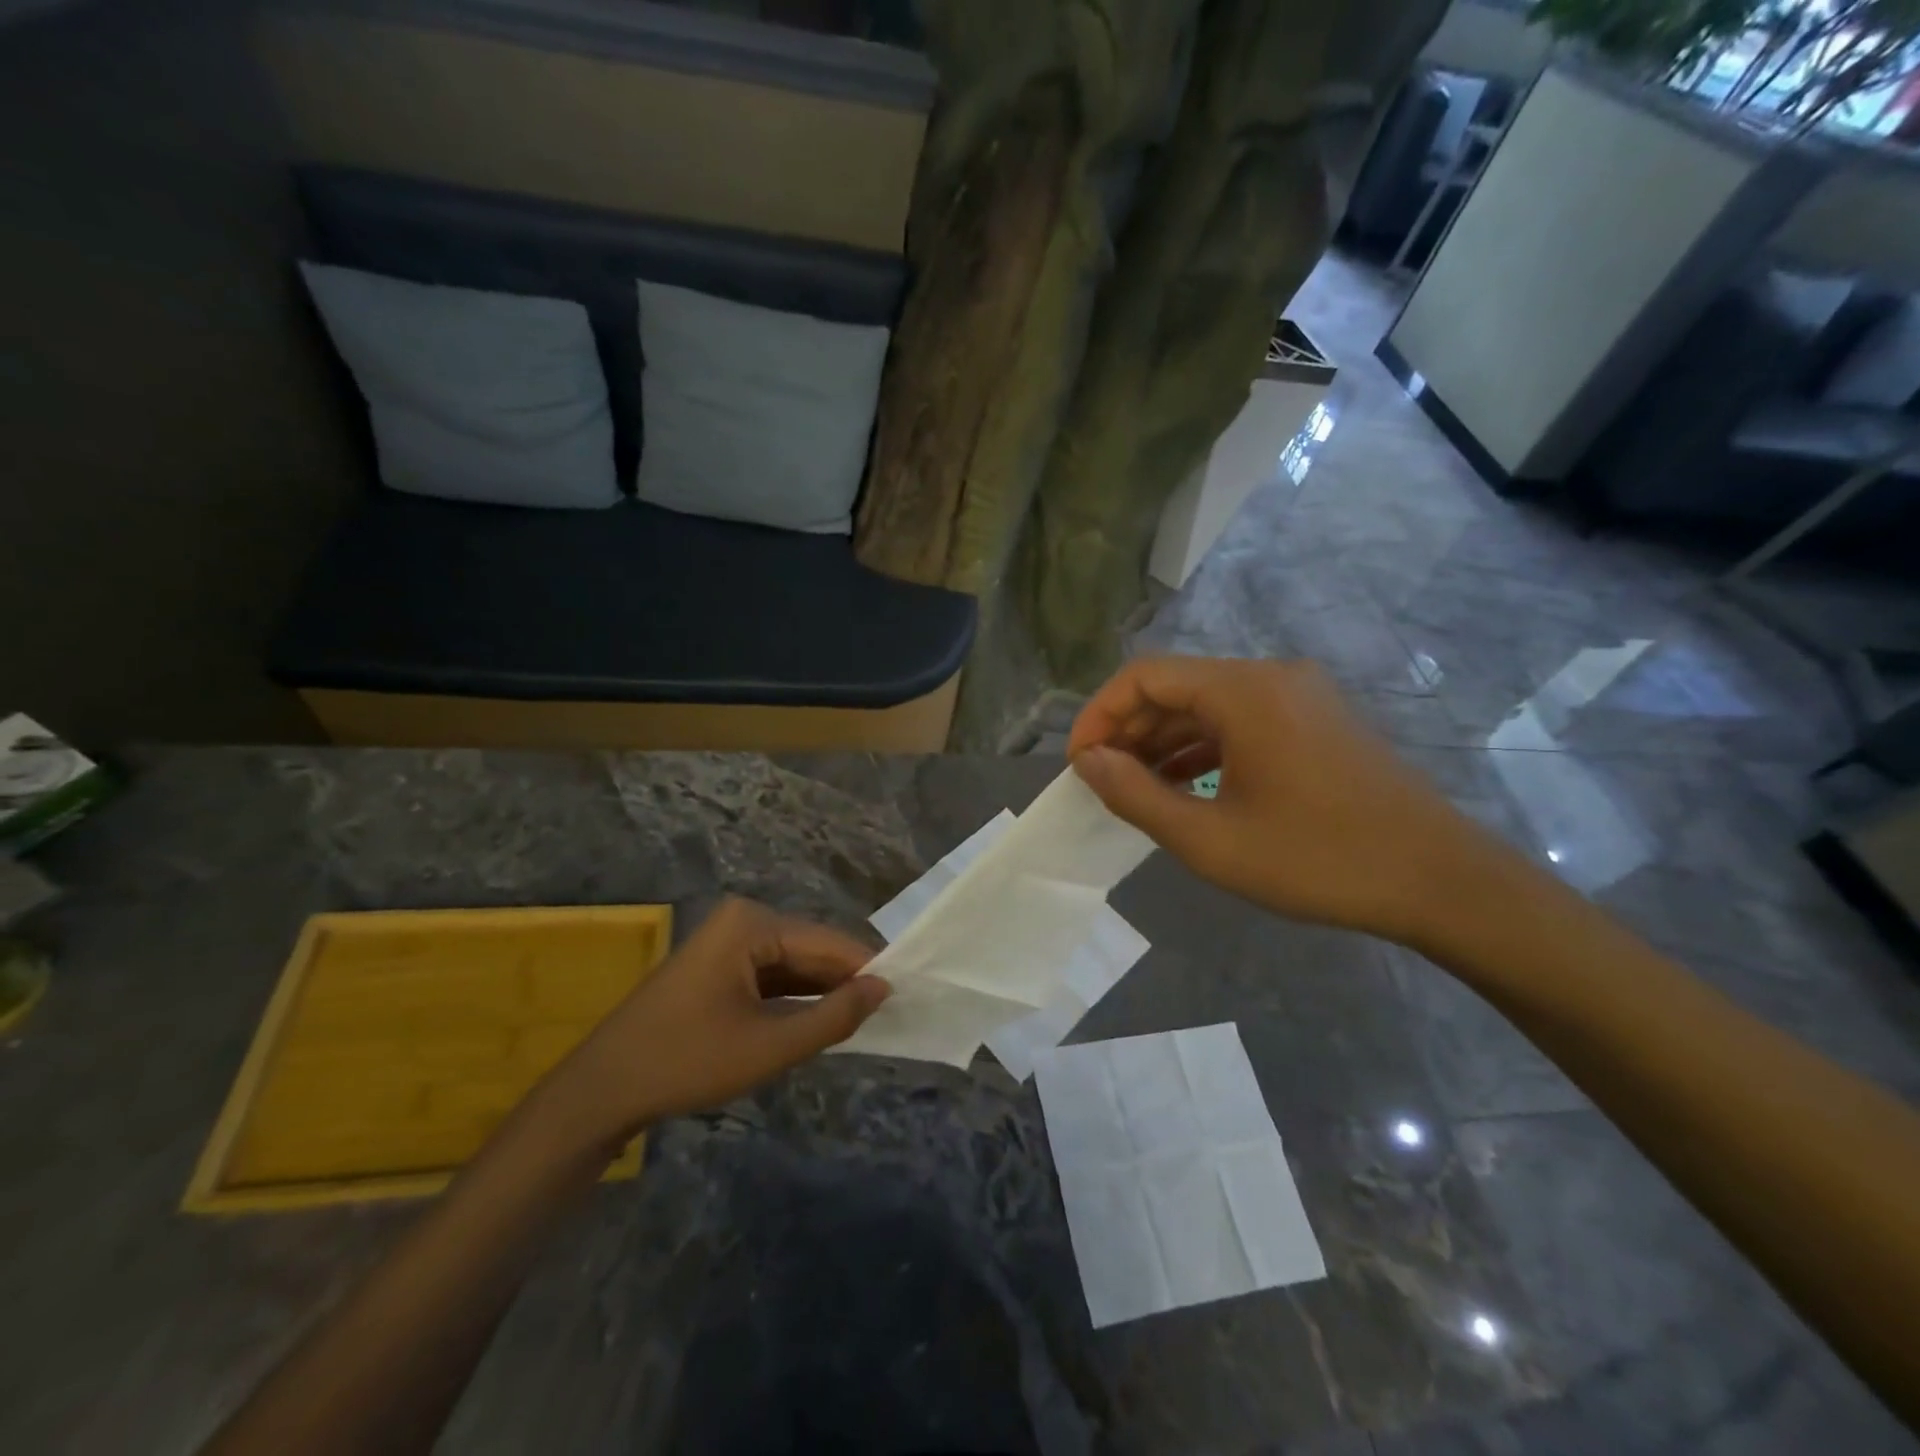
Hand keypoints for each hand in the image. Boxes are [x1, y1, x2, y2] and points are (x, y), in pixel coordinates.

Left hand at [567, 898, 889, 1134]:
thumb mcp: (770, 1046)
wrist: (602, 1091)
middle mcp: (743, 919)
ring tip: (863, 1019)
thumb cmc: (687, 1062)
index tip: (907, 993)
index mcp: (752, 923)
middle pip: (811, 949)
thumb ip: (833, 1016)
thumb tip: (884, 987)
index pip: (828, 942)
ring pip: (793, 963)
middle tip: (888, 1013)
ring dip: (822, 991)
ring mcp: (728, 940)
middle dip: (845, 981)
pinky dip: (796, 997)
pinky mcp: (720, 964)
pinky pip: (772, 974)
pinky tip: (820, 1019)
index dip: (868, 969)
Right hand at [1067, 656, 1505, 944]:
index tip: (1080, 764)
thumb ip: (1137, 795)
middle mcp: (1271, 677)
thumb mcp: (1210, 839)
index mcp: (1244, 691)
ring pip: (1207, 705)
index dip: (1099, 715)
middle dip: (1129, 730)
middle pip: (1176, 686)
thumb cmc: (1318, 859)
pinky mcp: (1315, 721)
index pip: (1145, 676)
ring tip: (1133, 787)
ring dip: (1163, 741)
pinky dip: (1202, 748)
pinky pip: (1241, 721)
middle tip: (1101, 781)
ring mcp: (1299, 697)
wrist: (1440, 881)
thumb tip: (1088, 762)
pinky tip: (1183, 785)